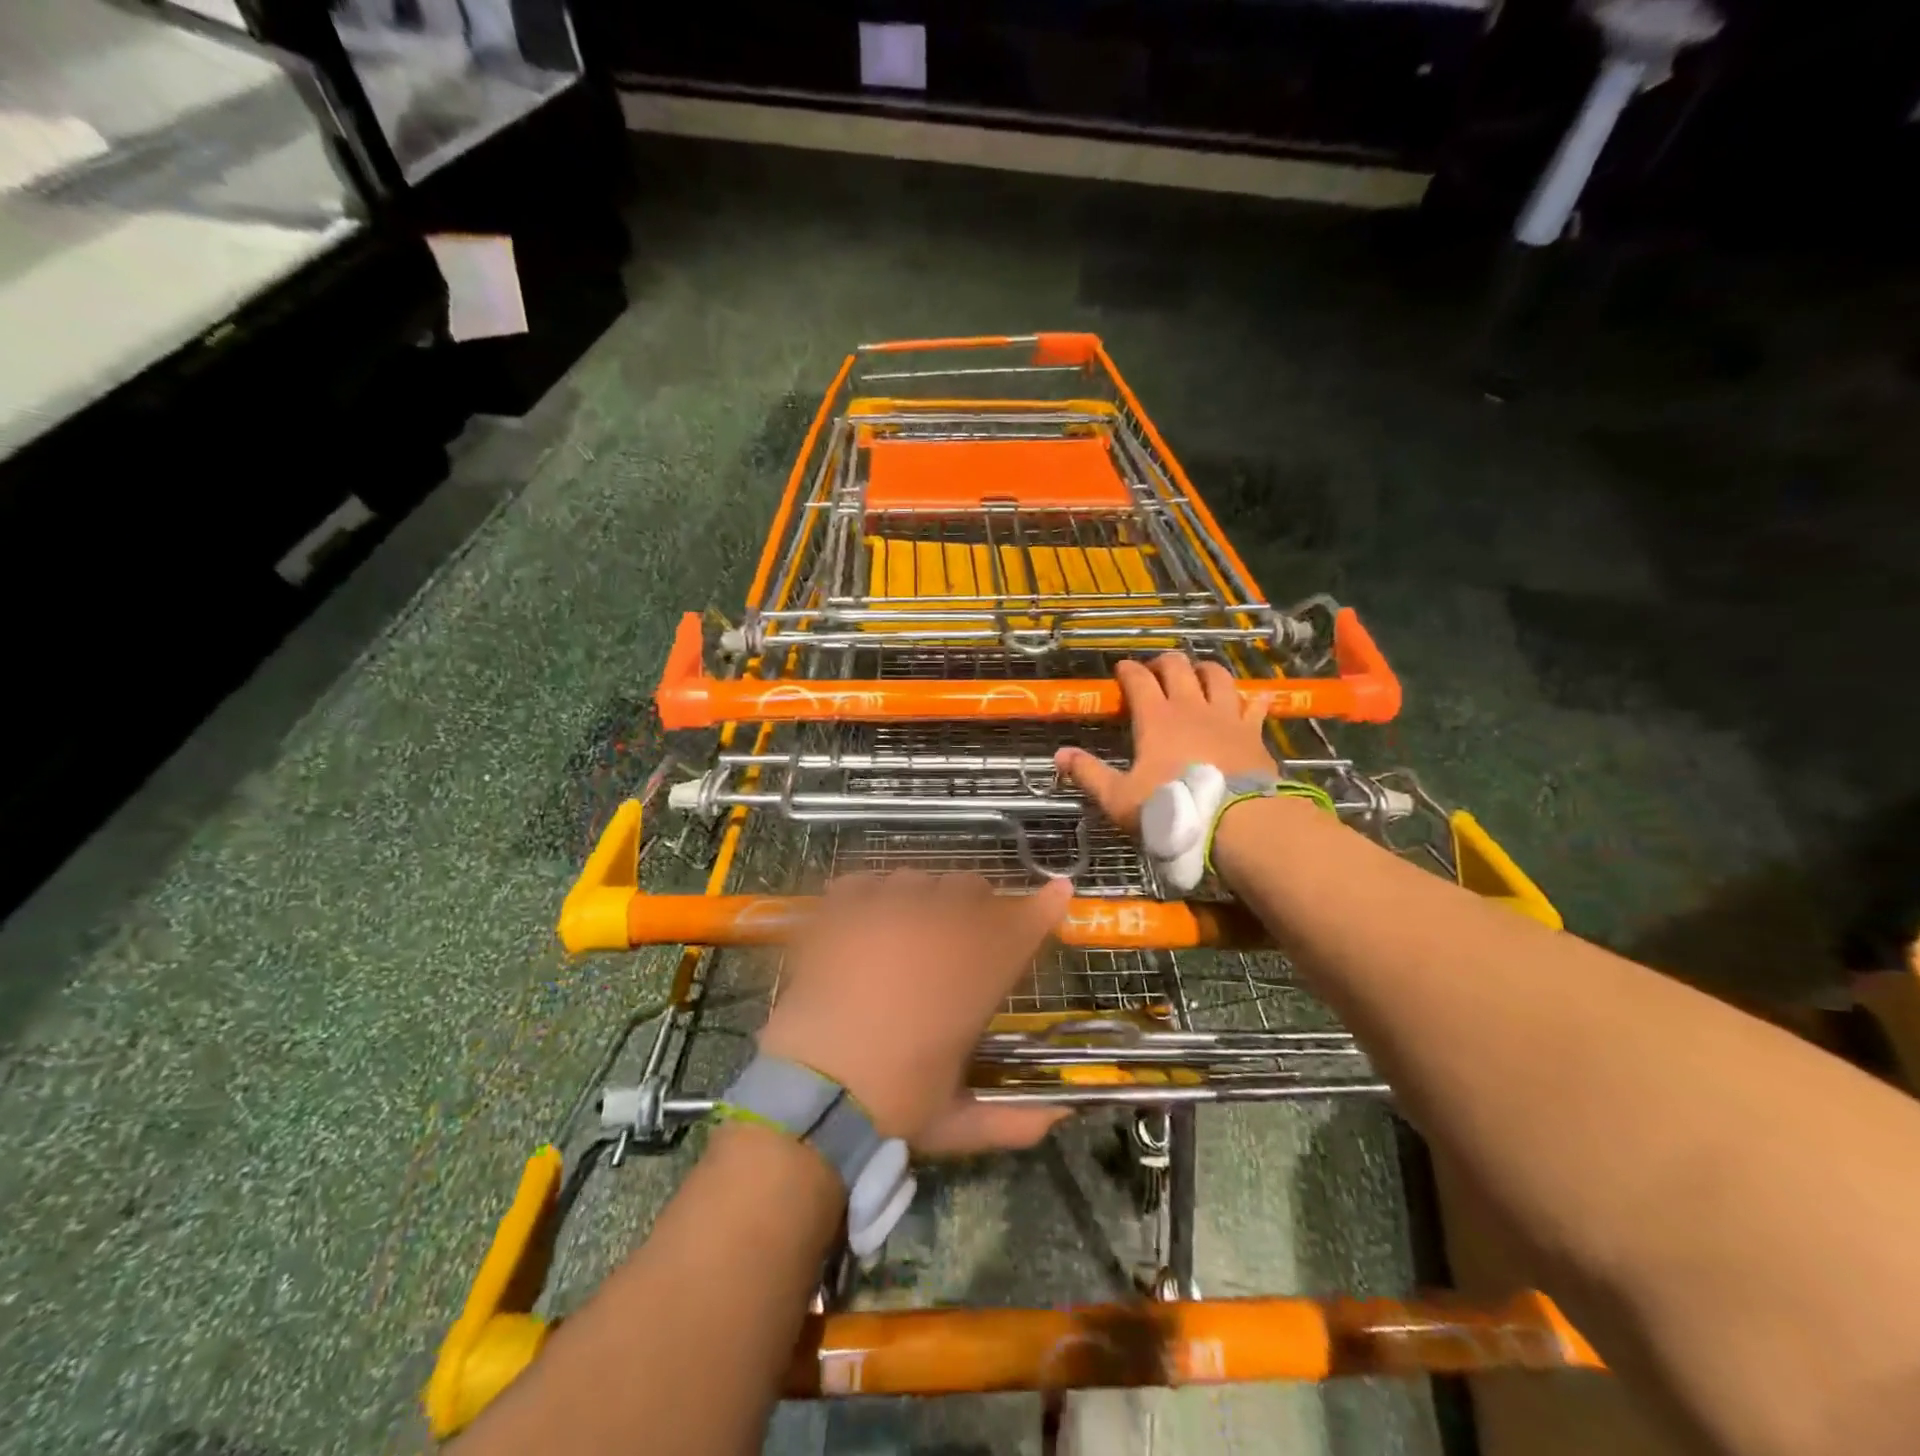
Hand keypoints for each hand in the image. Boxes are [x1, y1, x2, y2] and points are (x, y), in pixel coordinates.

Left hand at [759, 873, 1074, 1153]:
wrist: (810, 1100)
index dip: (1044, 906)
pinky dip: (866, 894)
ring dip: (921, 898)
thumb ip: (1015, 1119)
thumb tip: (1064, 1114)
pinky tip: (863, 917)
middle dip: (975, 903)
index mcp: (972, 978)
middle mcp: (935, 935)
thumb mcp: (958, 1121)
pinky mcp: (839, 917)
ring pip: (916, 879)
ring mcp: (884, 918)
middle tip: (961, 929)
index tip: (1058, 889)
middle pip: (969, 888)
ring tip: (907, 925)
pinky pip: (861, 882)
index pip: (1022, 927)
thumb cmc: (892, 1109)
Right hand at [1055, 654, 1276, 833]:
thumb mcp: (1119, 798)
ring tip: (1198, 674)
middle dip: (1163, 662)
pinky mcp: (1253, 732)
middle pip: (1178, 667)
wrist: (1235, 822)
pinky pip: (1254, 705)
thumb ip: (1089, 774)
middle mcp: (1191, 707)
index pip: (1138, 680)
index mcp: (1156, 718)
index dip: (1127, 671)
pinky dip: (1250, 699)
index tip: (1120, 670)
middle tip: (1155, 670)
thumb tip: (1059, 755)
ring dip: (1205, 670)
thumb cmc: (1171, 808)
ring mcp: (1226, 716)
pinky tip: (1250, 699)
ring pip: (1217, 676)